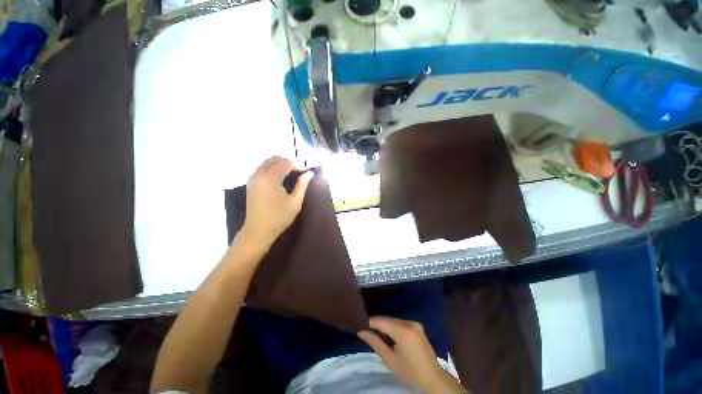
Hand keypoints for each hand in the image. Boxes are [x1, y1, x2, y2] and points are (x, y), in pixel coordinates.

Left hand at [240, 156, 313, 249]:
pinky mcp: (250, 183)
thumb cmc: (279, 217)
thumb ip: (302, 185)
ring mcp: (253, 178)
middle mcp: (259, 174)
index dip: (298, 165)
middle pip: (274, 159)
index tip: (306, 172)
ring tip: (291, 174)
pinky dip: (272, 169)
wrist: (258, 230)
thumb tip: (310, 173)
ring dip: (279, 165)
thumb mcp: (295, 202)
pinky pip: (262, 169)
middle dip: (288, 162)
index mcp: (271, 178)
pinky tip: (280, 179)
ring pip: (267, 162)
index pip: (286, 163)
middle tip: (298, 172)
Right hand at [358, 317, 466, 392]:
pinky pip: (401, 323)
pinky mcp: (417, 326)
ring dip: (386, 327)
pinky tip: (393, 339)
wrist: (433, 379)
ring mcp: (415, 323)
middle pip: (387, 319)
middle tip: (371, 337)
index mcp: (402, 331)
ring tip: (382, 339)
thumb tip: (360, 332)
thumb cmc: (410, 373)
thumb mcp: (390, 360)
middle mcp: (409, 322)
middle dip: (378, 326)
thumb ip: (375, 343)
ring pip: (394, 320)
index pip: (380, 320)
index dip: (370, 324)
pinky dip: (394, 328)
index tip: (363, 331)